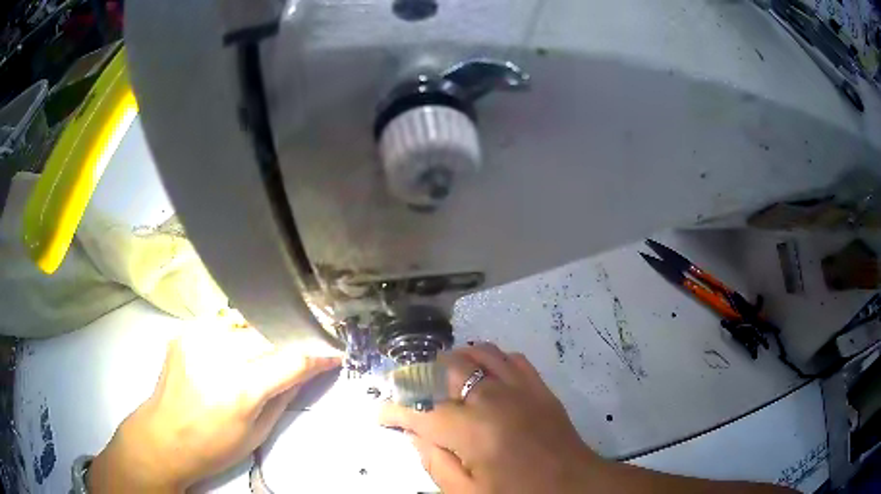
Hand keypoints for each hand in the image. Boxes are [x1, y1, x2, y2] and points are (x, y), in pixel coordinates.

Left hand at [88, 326, 340, 492]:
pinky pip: (221, 322)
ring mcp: (196, 338)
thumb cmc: (213, 447)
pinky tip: (237, 344)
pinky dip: (237, 330)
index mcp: (239, 389)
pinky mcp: (184, 332)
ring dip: (264, 330)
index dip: (318, 355)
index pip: (291, 360)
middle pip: (268, 332)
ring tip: (273, 343)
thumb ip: (284, 395)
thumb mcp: (257, 432)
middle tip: (305, 345)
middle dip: (292, 338)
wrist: (163, 437)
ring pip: (245, 319)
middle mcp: (217, 355)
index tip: (334, 353)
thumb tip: (308, 371)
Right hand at [379, 343, 598, 493]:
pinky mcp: (540, 387)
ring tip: (444, 379)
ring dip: (455, 361)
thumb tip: (415, 435)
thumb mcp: (469, 493)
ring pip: (479, 354)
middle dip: (422, 377)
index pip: (421, 412)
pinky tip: (485, 375)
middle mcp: (493, 399)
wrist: (575, 487)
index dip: (395, 411)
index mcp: (472, 431)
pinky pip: (511, 358)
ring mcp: (521, 388)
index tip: (381, 414)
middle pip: (448, 369)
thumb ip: (436, 464)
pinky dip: (491, 359)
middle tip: (413, 394)